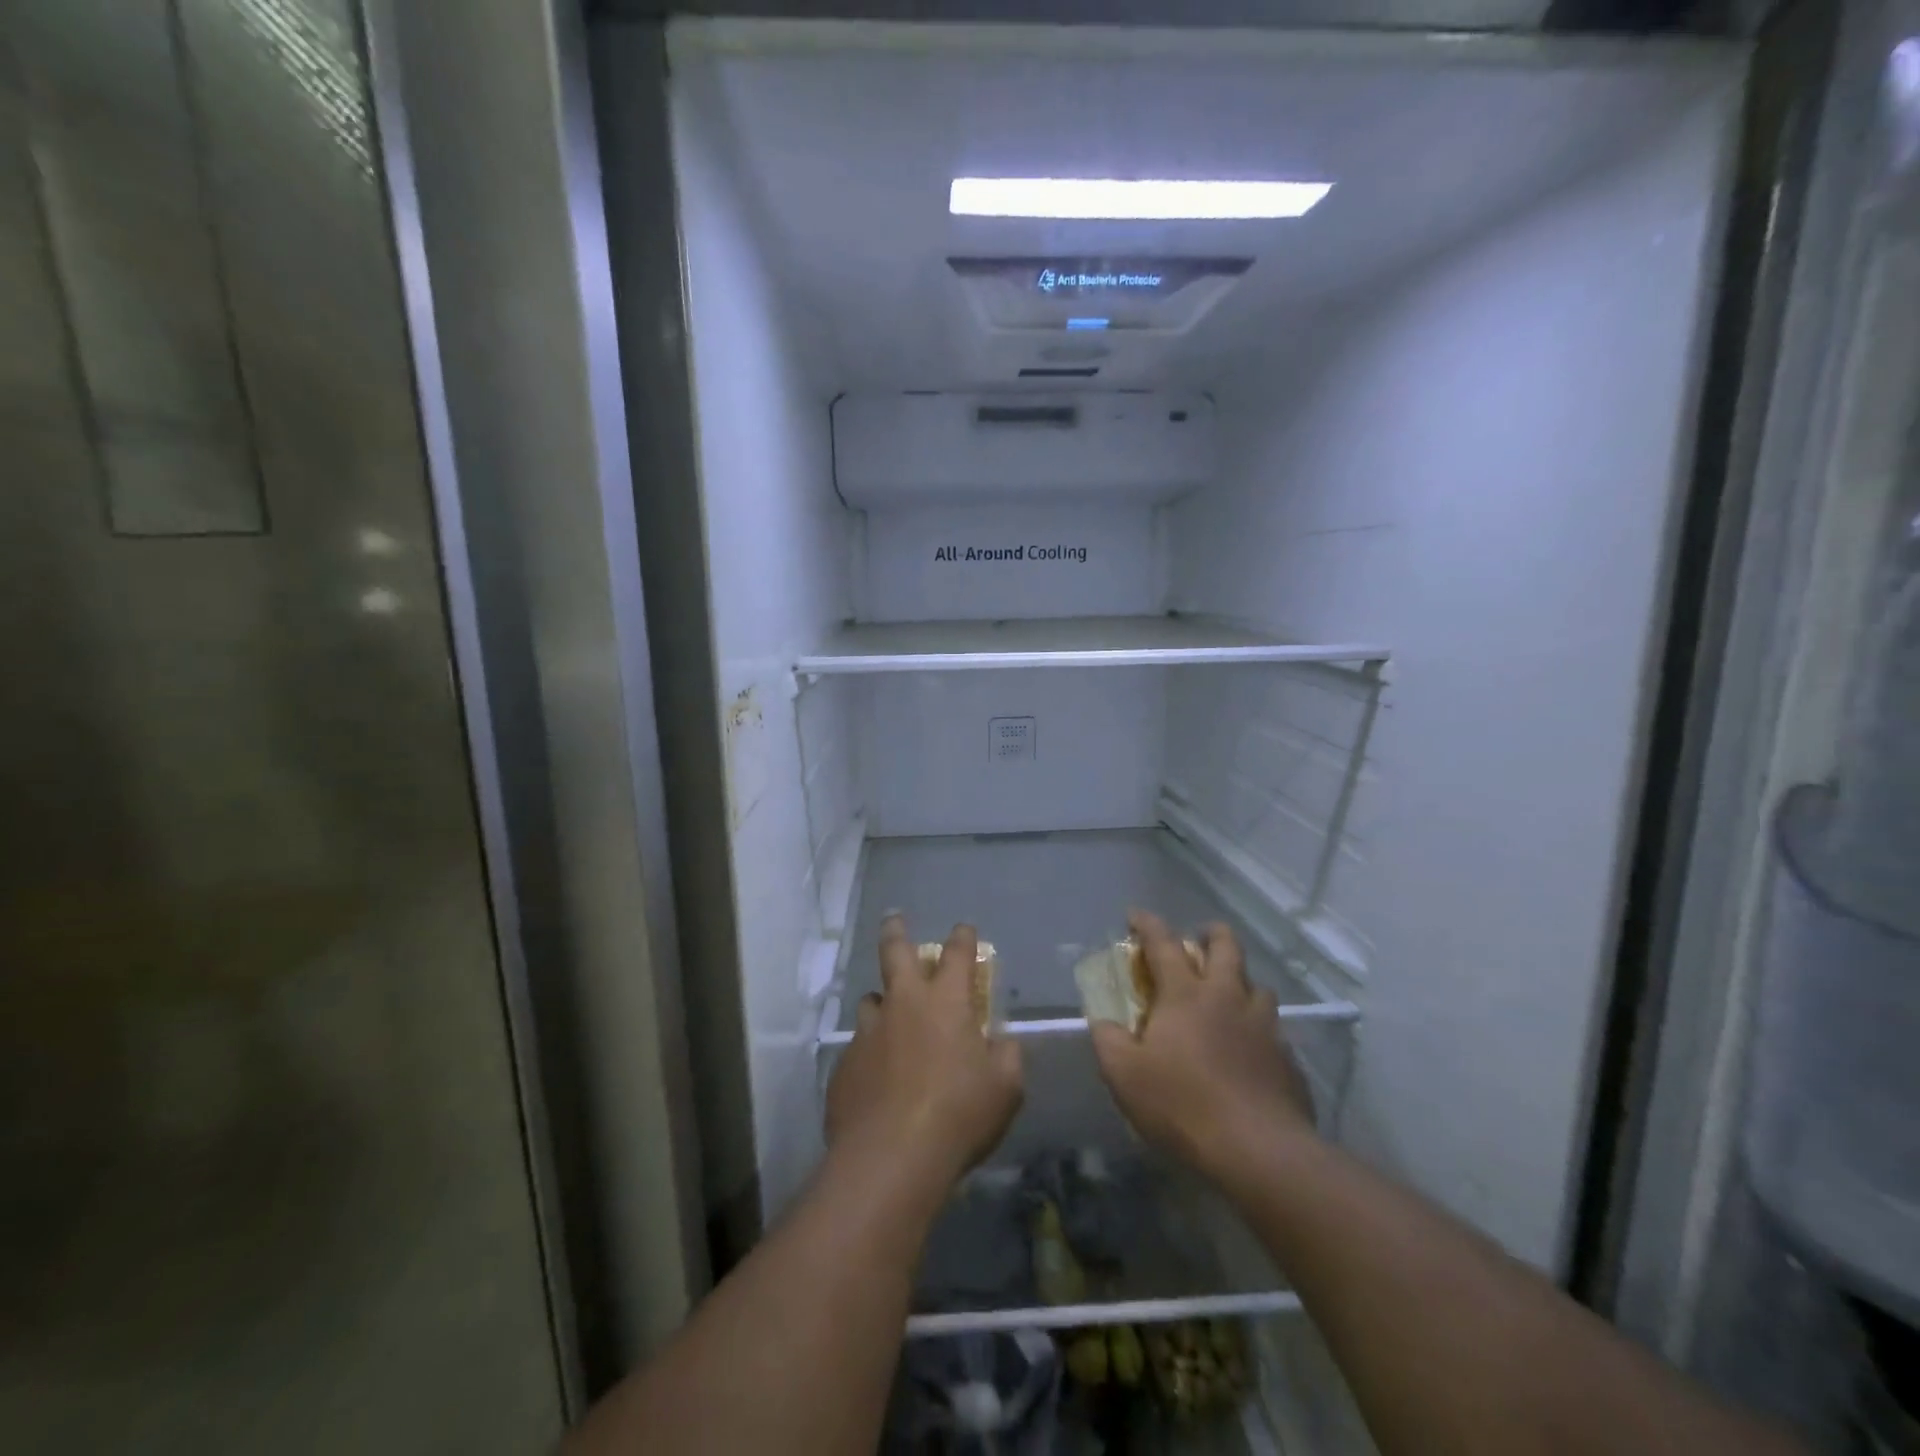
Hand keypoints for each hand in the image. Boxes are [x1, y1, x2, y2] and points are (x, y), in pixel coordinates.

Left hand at [825, 918, 1023, 1191]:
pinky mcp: (844, 1063)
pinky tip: (877, 1077)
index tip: (964, 930)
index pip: (957, 954)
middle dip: (897, 931)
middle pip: (895, 952)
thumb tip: (1001, 1042)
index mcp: (945, 1002)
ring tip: (888, 1016)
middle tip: (894, 919)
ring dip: (882, 1002)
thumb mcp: (1005, 1088)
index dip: (963, 938)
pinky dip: (870, 1051)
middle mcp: (903, 1004)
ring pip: (871, 1000)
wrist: (890, 1158)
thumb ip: (1006, 1056)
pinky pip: (858, 1046)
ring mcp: (868, 1032)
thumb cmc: (958, 1115)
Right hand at [1091, 910, 1314, 1183]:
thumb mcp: (1124, 1075)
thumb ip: (1108, 1040)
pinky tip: (1250, 1050)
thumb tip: (1104, 1021)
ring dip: (1241, 981)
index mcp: (1186, 995)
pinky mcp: (1287, 1059)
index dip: (1147, 924)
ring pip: (1258, 986)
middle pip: (1227, 947)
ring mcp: (1264, 1026)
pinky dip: (1258, 1029)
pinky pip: (1273, 1030)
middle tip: (1200, 938)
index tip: (1135, 915)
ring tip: (1229, 996)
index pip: (1164, 944)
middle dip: (1212, 934)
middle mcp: (1228, 998)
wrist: (1260, 1151)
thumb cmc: (1183, 1105)